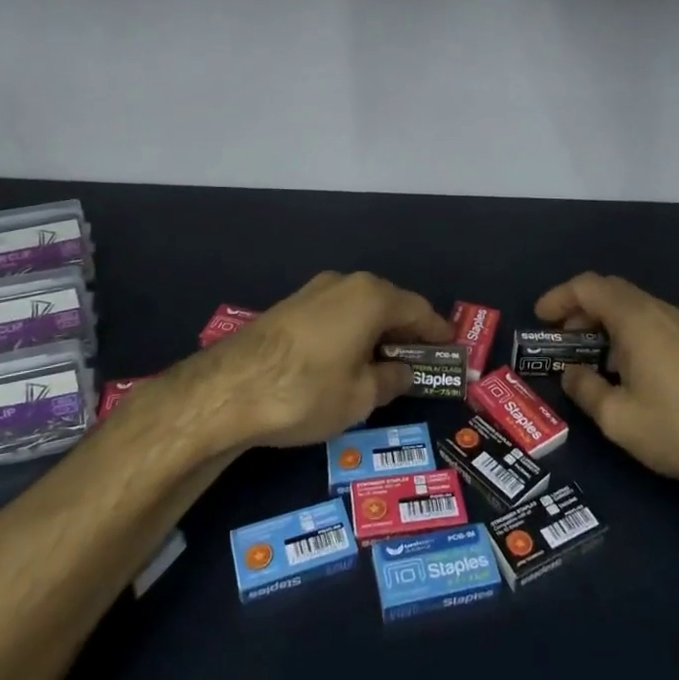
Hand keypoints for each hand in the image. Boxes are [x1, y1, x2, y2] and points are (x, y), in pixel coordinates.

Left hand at [201, 271, 452, 450]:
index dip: (438, 333)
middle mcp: (346, 283)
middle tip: (420, 361)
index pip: (419, 311)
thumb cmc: (307, 391)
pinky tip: (348, 360)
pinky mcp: (289, 306)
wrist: (227, 389)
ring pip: (360, 309)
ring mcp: (314, 291)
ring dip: (376, 333)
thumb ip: (390, 380)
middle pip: (389, 305)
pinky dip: (351, 333)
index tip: (451, 350)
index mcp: (373, 297)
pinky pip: (335, 315)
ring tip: (384, 364)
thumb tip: (402, 373)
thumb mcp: (360, 397)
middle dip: (406, 333)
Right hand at [535, 272, 678, 503]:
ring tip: (586, 357)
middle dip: (578, 309)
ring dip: (602, 323)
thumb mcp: (618, 418)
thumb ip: (586, 390)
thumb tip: (571, 373)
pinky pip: (650, 323)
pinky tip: (624, 371)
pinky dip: (625, 334)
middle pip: (609, 291)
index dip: (558, 297)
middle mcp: (658, 310)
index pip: (587, 287)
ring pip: (631, 307)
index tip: (539, 319)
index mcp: (634, 318)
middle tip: (558, 338)